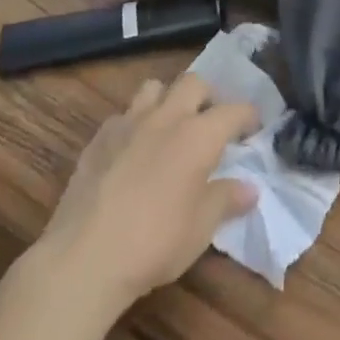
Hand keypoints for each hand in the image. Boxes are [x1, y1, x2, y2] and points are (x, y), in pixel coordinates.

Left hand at [33, 73, 259, 322]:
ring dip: (168, 99)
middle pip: (193, 83)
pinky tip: (132, 150)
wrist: (85, 257)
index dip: (248, 116)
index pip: (233, 111)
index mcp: (198, 136)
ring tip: (171, 126)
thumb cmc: (156, 242)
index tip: (254, 126)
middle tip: (211, 122)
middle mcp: (166, 118)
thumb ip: (226, 199)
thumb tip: (249, 189)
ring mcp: (127, 124)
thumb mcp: (202, 227)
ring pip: (153, 88)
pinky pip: (122, 115)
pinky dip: (134, 123)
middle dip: (208, 96)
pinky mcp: (98, 139)